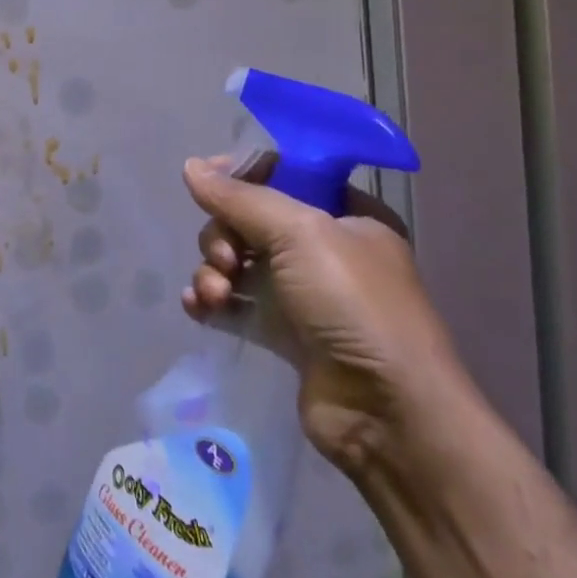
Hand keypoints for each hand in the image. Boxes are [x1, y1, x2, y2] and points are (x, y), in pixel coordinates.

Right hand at [180, 157, 463, 475]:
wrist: (386, 411)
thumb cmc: (352, 305)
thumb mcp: (300, 234)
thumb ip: (240, 198)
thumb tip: (190, 166)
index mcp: (347, 216)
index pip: (285, 174)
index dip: (242, 175)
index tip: (206, 184)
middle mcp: (325, 250)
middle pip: (249, 221)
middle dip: (223, 236)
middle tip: (226, 260)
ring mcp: (303, 294)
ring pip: (237, 262)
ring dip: (212, 272)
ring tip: (215, 295)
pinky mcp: (284, 334)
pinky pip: (234, 303)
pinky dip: (211, 302)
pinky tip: (198, 309)